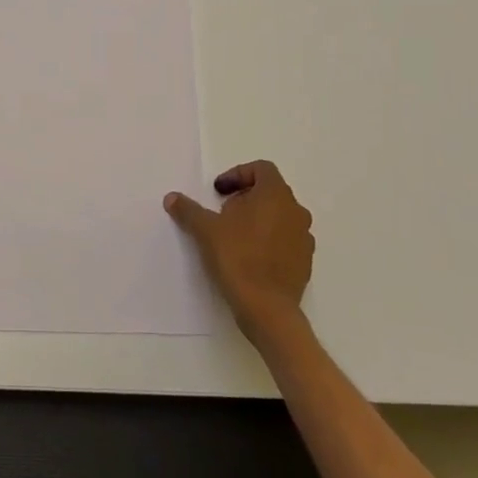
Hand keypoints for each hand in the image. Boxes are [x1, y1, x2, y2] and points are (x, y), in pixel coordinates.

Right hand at [165, 161, 313, 339]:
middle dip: (245, 197)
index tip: (218, 191)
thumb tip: (172, 198)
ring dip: (258, 219)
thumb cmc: (238, 258)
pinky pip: (286, 240)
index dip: (238, 174)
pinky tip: (249, 257)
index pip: (261, 169)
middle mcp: (296, 211)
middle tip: (223, 213)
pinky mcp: (305, 262)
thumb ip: (189, 210)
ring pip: (280, 216)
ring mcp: (304, 238)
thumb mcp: (206, 230)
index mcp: (275, 195)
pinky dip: (269, 240)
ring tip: (234, 236)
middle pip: (270, 192)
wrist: (267, 308)